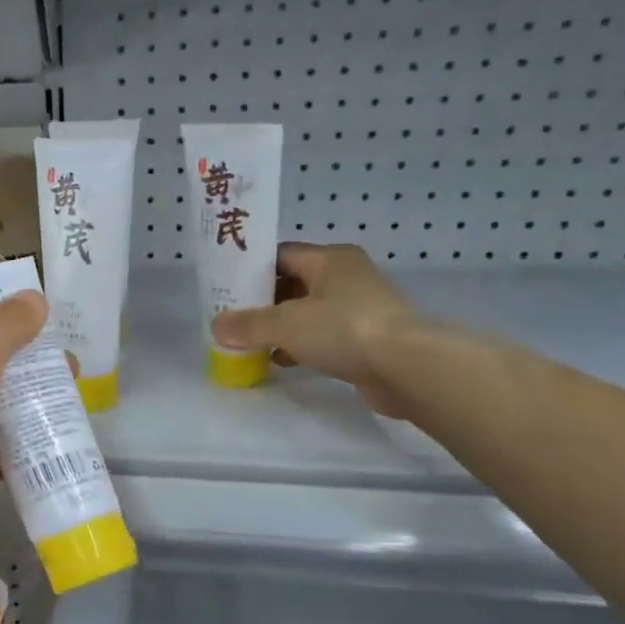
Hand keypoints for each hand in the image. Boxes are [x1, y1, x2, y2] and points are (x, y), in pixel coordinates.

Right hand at [210, 243, 418, 416]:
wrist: (407, 367)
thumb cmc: (344, 329)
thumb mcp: (285, 324)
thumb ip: (248, 324)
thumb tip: (217, 327)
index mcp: (329, 259)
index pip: (280, 255)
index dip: (251, 270)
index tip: (225, 289)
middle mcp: (346, 277)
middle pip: (292, 284)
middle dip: (261, 302)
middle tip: (231, 319)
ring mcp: (359, 309)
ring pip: (307, 313)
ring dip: (280, 327)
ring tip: (248, 342)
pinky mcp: (366, 339)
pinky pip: (322, 337)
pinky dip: (299, 346)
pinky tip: (279, 361)